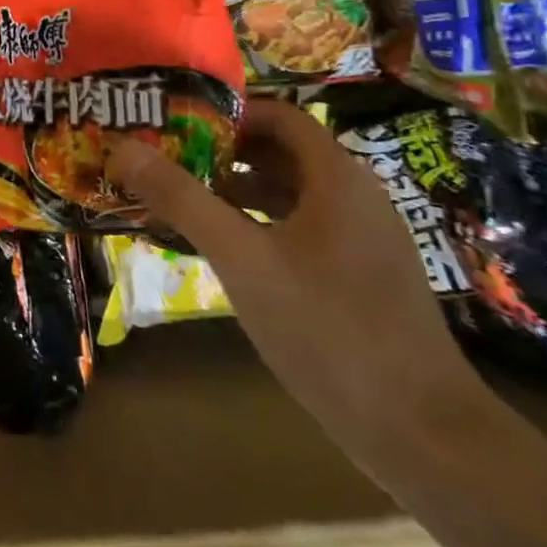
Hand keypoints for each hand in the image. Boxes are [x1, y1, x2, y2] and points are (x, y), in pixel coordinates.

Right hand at [105, 99, 491, 466]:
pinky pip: (299, 230)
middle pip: (281, 152)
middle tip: (165, 157)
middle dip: (221, 151)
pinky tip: (220, 248)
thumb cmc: (328, 329)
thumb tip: (122, 148)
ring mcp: (362, 241)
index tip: (174, 121)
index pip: (279, 115)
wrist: (424, 435)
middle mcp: (356, 198)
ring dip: (235, 189)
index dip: (226, 111)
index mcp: (337, 179)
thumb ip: (181, 198)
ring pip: (289, 194)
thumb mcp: (241, 258)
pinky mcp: (360, 278)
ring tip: (179, 198)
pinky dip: (257, 225)